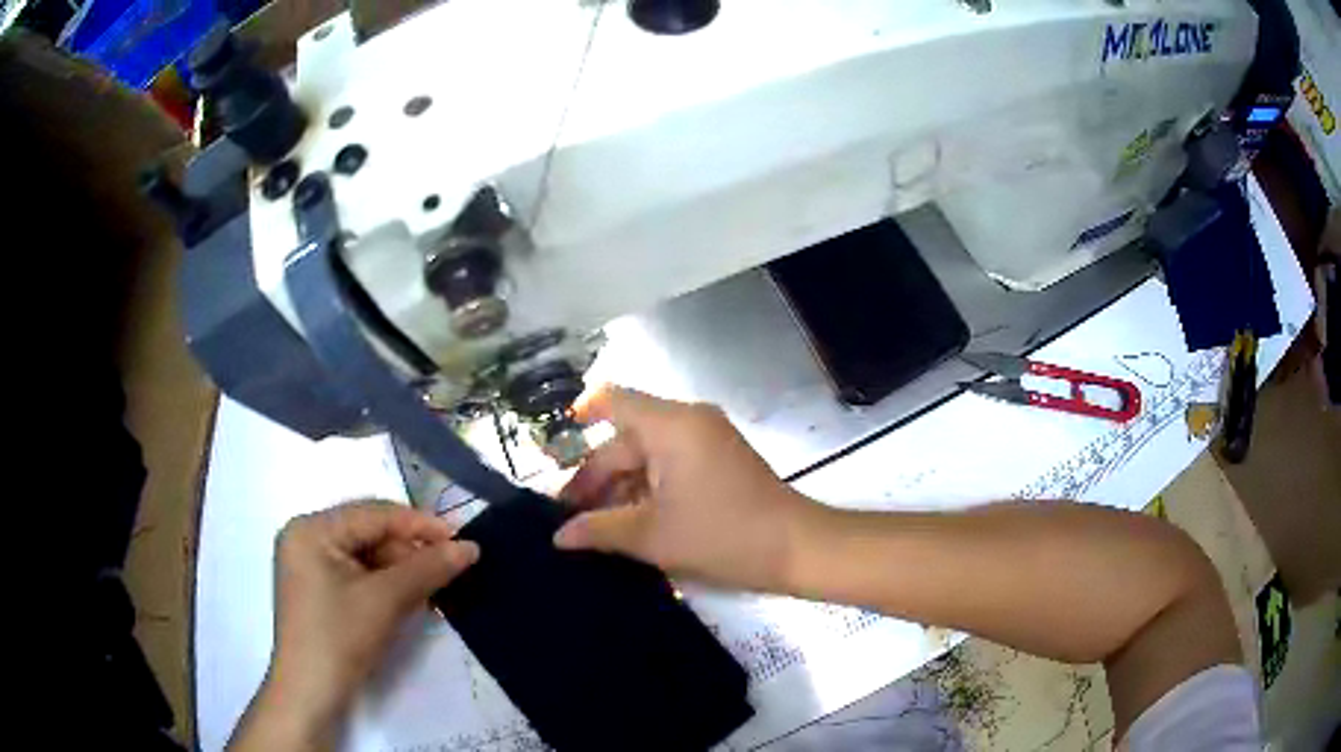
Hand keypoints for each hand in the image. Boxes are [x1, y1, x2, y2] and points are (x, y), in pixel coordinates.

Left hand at [229, 502, 478, 750]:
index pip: (374, 514)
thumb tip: (471, 547)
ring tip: (437, 588)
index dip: (420, 525)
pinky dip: (387, 585)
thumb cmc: (340, 638)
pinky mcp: (318, 589)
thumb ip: (428, 568)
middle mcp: (306, 537)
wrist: (310, 694)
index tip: (463, 539)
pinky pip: (359, 574)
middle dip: (411, 551)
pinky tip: (412, 599)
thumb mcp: (386, 600)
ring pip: (367, 555)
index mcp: (312, 528)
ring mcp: (310, 564)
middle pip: (370, 533)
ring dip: (403, 570)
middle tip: (452, 569)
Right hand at [554, 387, 820, 592]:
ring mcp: (707, 440)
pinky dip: (648, 489)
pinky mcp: (719, 461)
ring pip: (648, 456)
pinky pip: (671, 465)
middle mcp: (688, 422)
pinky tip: (629, 524)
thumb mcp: (654, 536)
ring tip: (593, 528)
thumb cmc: (723, 535)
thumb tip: (559, 535)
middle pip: (626, 438)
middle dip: (596, 476)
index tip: (554, 447)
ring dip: (621, 488)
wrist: (797, 548)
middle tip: (568, 518)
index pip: (614, 400)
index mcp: (671, 425)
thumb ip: (600, 530)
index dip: (581, 414)